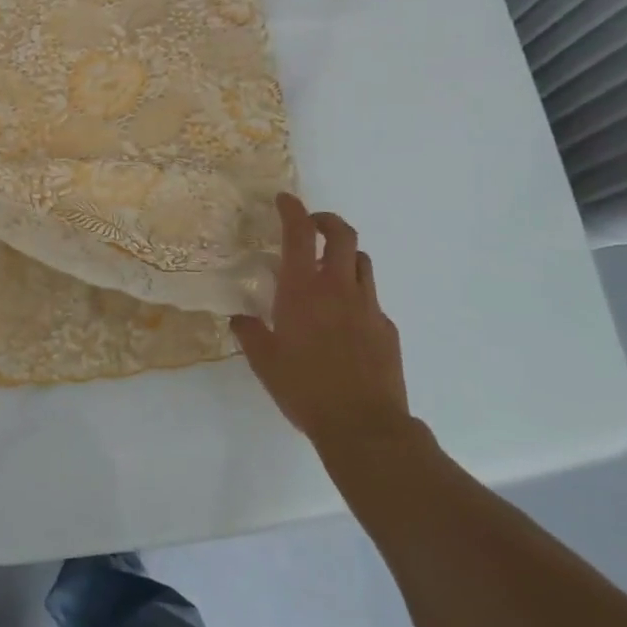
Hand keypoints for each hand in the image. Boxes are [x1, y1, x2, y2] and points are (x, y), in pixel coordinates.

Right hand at [230, 193, 410, 447]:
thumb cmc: (304, 388)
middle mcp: (338, 288)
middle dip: (327, 221)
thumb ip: (250, 333)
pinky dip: (357, 296)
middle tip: (312, 225)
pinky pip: (371, 299)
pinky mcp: (386, 329)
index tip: (284, 199)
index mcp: (303, 289)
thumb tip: (240, 318)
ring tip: (330, 269)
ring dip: (345, 255)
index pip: (299, 233)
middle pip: (343, 234)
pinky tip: (345, 321)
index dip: (292, 209)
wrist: (364, 426)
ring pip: (363, 262)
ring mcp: (368, 307)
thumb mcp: (264, 362)